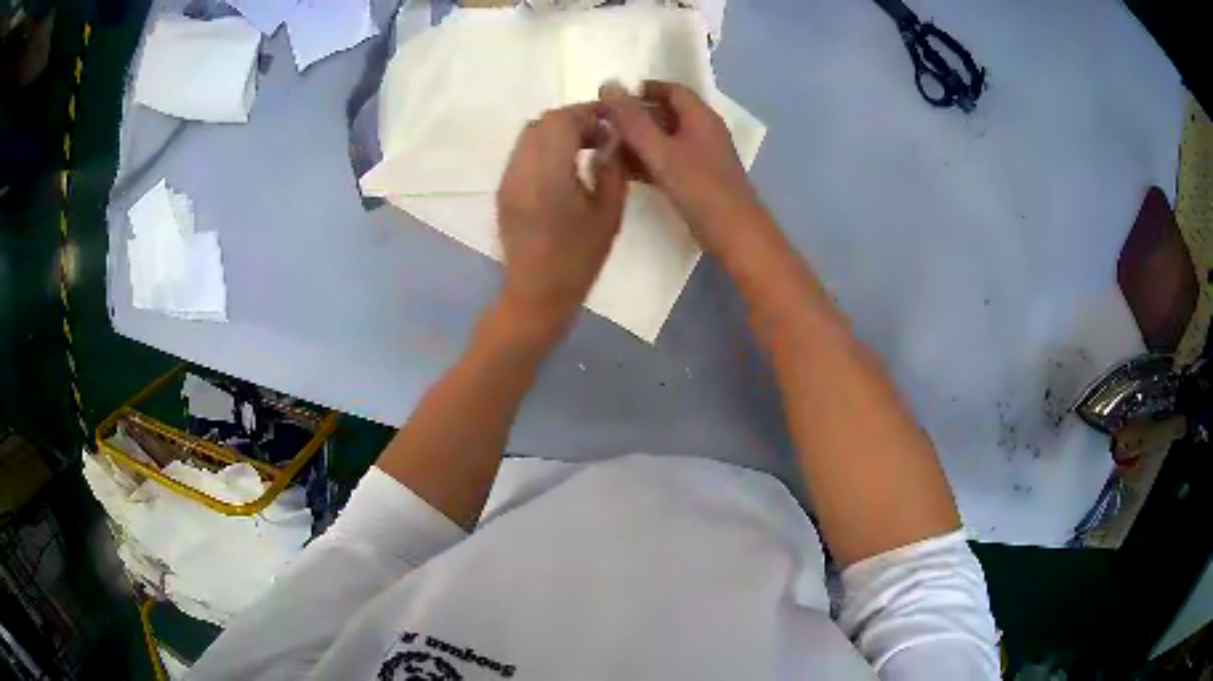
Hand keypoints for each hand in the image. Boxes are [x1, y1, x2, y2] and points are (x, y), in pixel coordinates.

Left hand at [496, 103, 627, 337]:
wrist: (536, 293)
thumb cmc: (579, 259)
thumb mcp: (609, 215)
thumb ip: (611, 169)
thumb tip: (610, 140)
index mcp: (549, 175)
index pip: (561, 121)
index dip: (587, 113)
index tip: (610, 123)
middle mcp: (521, 170)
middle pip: (542, 122)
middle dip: (572, 120)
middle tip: (599, 135)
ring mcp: (508, 179)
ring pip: (529, 135)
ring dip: (557, 132)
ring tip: (583, 148)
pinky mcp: (503, 190)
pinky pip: (522, 153)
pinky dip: (544, 147)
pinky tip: (564, 166)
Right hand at [600, 81, 763, 253]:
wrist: (734, 234)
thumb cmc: (700, 188)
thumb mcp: (661, 151)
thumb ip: (633, 120)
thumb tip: (608, 84)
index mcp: (700, 117)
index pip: (671, 89)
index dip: (642, 89)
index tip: (612, 97)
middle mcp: (703, 131)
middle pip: (666, 113)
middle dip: (635, 117)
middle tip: (603, 125)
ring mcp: (702, 157)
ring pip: (665, 139)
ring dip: (638, 141)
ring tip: (606, 148)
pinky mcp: (699, 180)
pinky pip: (669, 161)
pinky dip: (648, 161)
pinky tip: (624, 172)